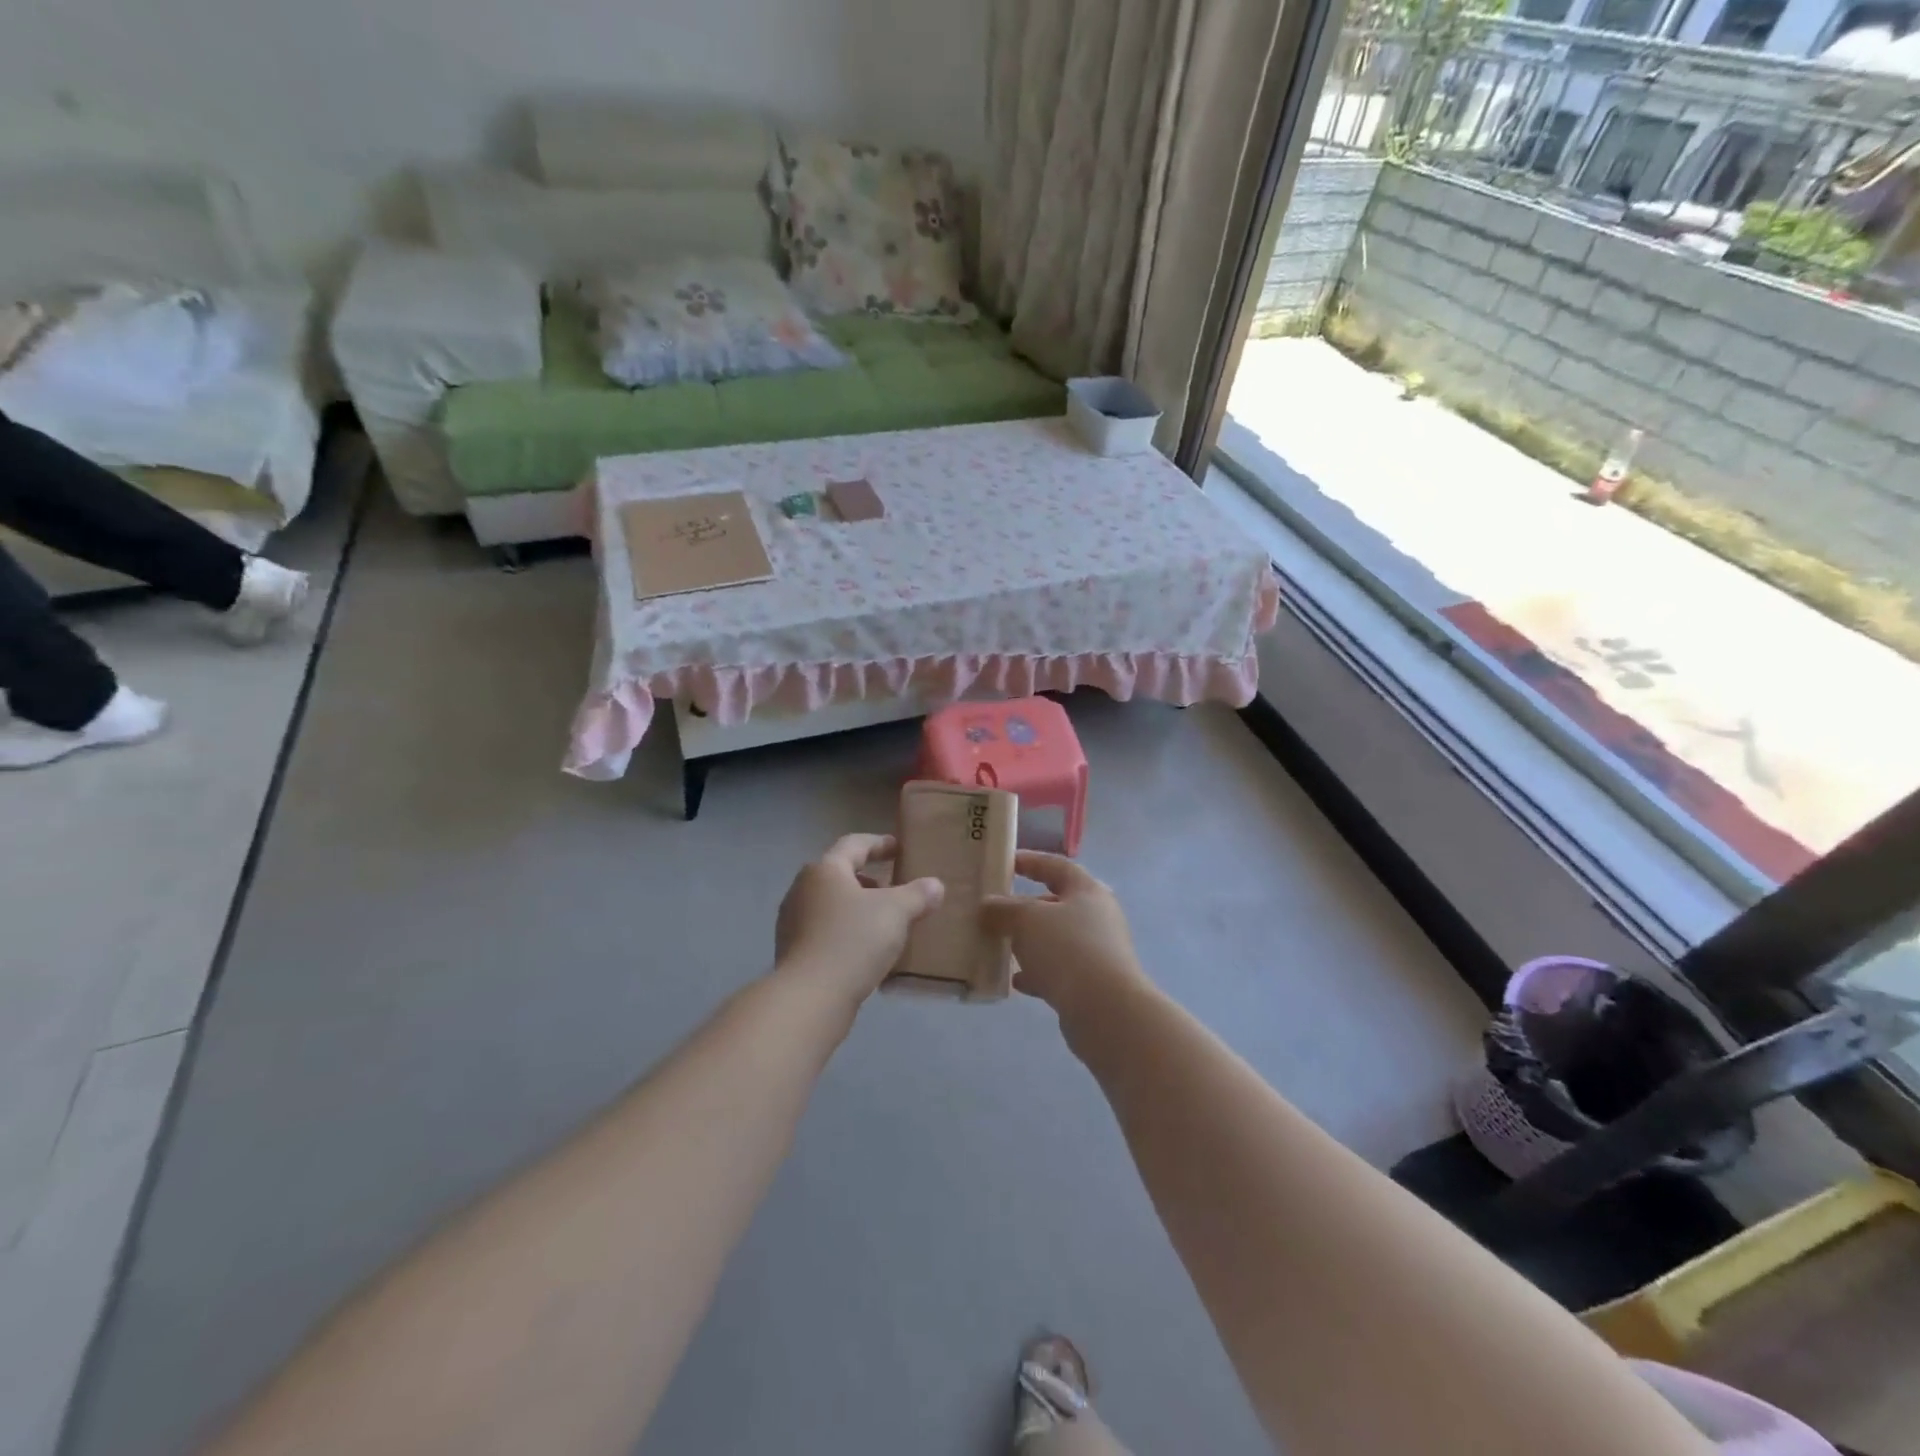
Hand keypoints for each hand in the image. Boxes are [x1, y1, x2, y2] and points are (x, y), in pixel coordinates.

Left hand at [775, 834, 943, 1010]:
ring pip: (831, 904)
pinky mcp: (792, 950)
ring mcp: (792, 920)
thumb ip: (917, 895)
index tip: (899, 849)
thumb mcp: (896, 912)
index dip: (879, 844)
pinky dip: (845, 931)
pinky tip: (865, 949)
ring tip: (883, 921)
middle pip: (840, 874)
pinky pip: (824, 930)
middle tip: (894, 887)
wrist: (810, 997)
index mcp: (825, 869)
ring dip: (857, 907)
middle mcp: (803, 888)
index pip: (854, 844)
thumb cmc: (853, 941)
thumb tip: (935, 885)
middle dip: (869, 879)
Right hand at [981, 852, 1148, 1023]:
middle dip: (1024, 907)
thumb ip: (1003, 909)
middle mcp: (1097, 917)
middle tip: (994, 911)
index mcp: (1087, 891)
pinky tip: (1015, 981)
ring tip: (999, 945)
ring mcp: (1097, 951)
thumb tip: (987, 905)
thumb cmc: (1067, 949)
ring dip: (1028, 942)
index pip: (1056, 865)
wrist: (1105, 1010)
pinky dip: (1036, 972)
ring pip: (1055, 939)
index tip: (1004, 862)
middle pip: (1056, 904)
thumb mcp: (1027, 920)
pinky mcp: (1093, 983)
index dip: (1030, 861)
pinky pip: (1058, 970)